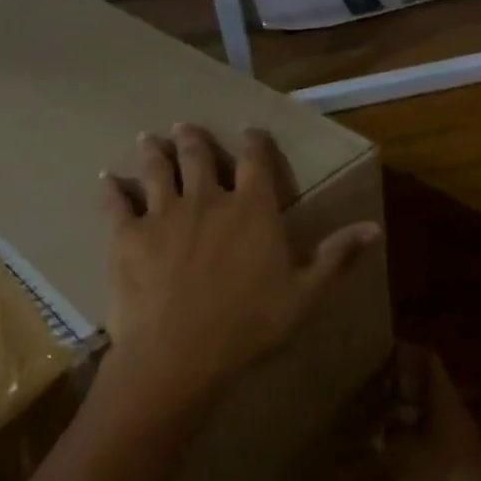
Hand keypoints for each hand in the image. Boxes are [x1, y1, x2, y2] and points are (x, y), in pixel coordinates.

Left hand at [97, 124, 381, 418]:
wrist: (180, 352)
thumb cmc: (250, 326)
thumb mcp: (305, 295)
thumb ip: (336, 257)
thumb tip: (374, 228)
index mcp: (253, 209)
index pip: (257, 160)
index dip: (254, 141)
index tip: (249, 131)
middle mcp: (207, 199)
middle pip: (199, 155)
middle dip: (194, 138)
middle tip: (185, 127)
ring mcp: (163, 213)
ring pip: (157, 169)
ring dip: (153, 151)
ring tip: (148, 139)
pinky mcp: (127, 235)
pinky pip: (115, 203)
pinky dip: (111, 189)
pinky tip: (107, 182)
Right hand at [379, 343, 480, 480]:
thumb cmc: (439, 475)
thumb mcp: (401, 449)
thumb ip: (387, 429)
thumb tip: (378, 420)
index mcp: (444, 400)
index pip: (427, 360)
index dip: (405, 351)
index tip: (378, 349)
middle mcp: (452, 412)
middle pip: (426, 384)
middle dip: (398, 380)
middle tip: (366, 381)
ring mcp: (455, 436)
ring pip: (425, 409)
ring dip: (401, 407)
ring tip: (370, 409)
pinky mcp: (452, 459)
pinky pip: (426, 433)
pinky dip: (406, 431)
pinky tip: (384, 442)